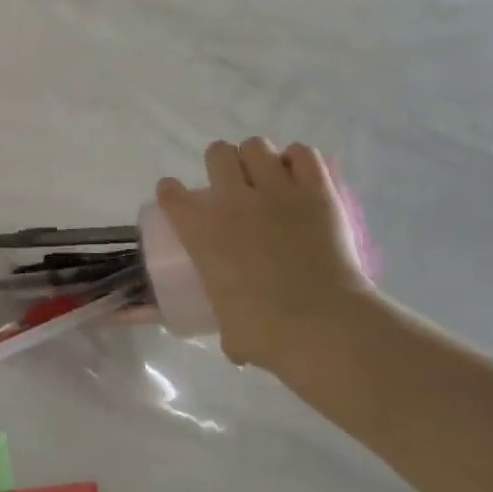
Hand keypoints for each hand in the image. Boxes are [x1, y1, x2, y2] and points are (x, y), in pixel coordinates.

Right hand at [156, 138, 375, 372]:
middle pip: (217, 153)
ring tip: (268, 178)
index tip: (180, 201)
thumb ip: (227, 325)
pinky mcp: (316, 191)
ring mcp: (276, 191)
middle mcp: (232, 200)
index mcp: (200, 230)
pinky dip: (299, 160)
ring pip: (257, 146)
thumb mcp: (228, 327)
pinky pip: (303, 154)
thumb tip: (234, 345)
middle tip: (233, 186)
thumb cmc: (264, 330)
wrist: (321, 324)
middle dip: (222, 164)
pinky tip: (299, 176)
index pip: (171, 193)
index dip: (173, 193)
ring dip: (259, 158)